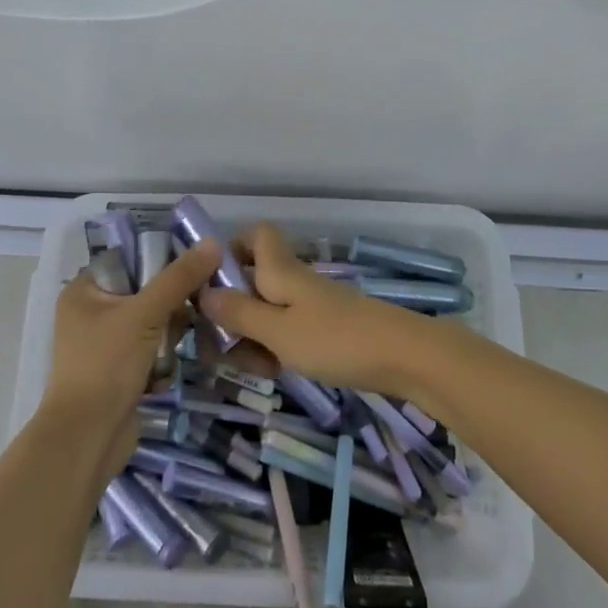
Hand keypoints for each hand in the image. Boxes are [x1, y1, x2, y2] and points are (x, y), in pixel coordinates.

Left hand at [42, 238, 222, 462]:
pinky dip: (162, 360)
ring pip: (153, 323)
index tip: (197, 264)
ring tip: (180, 344)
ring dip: (170, 335)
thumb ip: (179, 279)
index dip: (162, 259)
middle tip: (197, 306)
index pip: (130, 259)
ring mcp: (105, 345)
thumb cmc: (107, 365)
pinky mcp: (119, 372)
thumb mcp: (145, 314)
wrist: (88, 439)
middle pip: (145, 292)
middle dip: (172, 305)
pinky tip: (166, 372)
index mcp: (84, 291)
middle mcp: (91, 313)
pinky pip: (151, 351)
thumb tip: (213, 242)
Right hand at [199, 223, 430, 394]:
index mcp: (280, 270)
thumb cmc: (336, 339)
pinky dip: (275, 348)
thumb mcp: (278, 331)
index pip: (256, 235)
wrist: (404, 357)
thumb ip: (240, 313)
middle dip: (231, 312)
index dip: (232, 249)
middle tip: (220, 348)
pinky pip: (287, 331)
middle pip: (252, 281)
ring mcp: (311, 305)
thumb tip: (203, 293)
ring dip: (251, 337)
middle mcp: (293, 281)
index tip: (211, 283)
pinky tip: (275, 373)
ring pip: (267, 311)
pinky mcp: (325, 329)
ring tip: (252, 369)